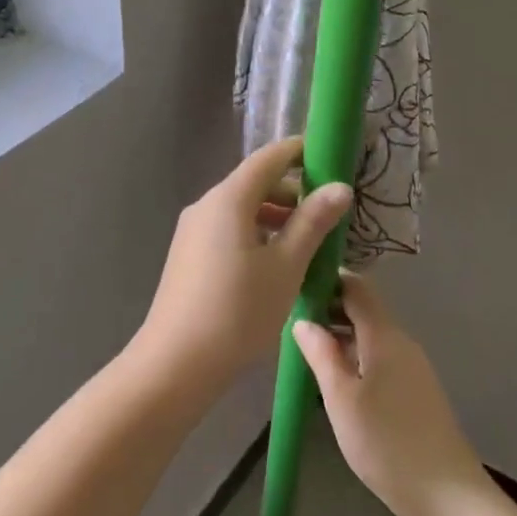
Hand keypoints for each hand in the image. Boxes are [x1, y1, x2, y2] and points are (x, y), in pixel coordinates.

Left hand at [139, 138, 352, 385]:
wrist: (176, 363)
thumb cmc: (238, 310)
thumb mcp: (286, 266)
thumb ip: (313, 222)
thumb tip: (340, 187)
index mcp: (228, 199)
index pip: (269, 158)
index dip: (301, 152)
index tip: (332, 156)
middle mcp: (206, 206)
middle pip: (254, 183)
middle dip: (293, 191)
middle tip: (331, 210)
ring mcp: (193, 232)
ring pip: (242, 209)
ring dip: (277, 216)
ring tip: (310, 240)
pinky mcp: (189, 256)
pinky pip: (229, 230)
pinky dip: (257, 233)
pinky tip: (278, 262)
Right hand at [294, 273, 490, 515]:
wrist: (447, 496)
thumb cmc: (386, 443)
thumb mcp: (341, 398)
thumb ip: (321, 354)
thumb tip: (303, 319)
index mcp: (384, 336)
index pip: (357, 287)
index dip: (328, 280)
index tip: (296, 288)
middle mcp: (402, 343)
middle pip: (364, 310)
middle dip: (329, 310)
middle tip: (292, 324)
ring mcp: (412, 367)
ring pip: (371, 336)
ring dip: (340, 336)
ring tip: (306, 352)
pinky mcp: (416, 391)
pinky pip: (380, 358)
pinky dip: (355, 357)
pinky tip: (336, 381)